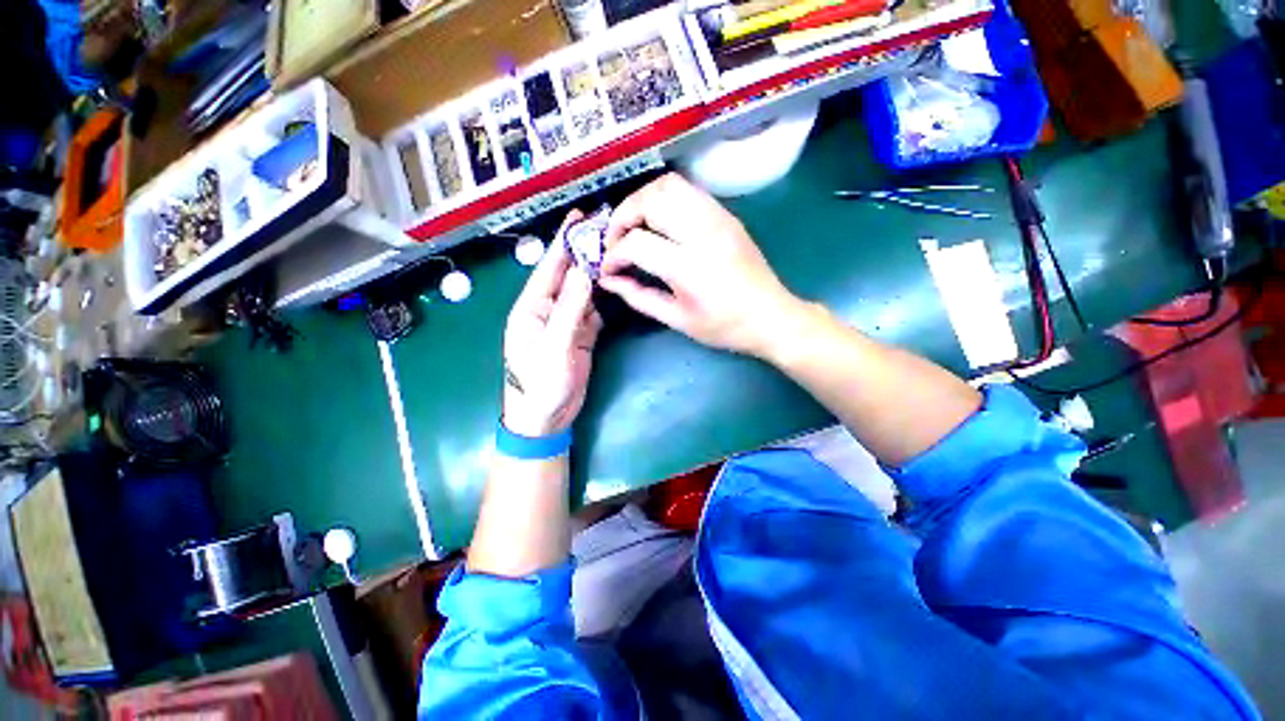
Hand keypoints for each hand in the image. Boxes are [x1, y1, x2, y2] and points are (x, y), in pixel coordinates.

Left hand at [502, 212, 602, 436]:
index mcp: (532, 307)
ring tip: (615, 254)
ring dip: (596, 275)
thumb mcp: (554, 345)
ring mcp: (565, 323)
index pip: (549, 267)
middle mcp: (548, 309)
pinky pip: (593, 312)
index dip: (564, 242)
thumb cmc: (540, 383)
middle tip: (606, 230)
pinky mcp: (580, 336)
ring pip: (583, 292)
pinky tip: (615, 287)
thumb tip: (586, 270)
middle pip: (567, 276)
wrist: (546, 418)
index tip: (579, 218)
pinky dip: (603, 300)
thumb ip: (571, 308)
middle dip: (583, 253)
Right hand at [599, 173, 801, 356]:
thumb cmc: (723, 326)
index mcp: (689, 267)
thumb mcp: (677, 320)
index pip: (636, 243)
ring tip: (634, 225)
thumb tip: (608, 280)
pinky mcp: (726, 214)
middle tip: (616, 240)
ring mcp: (718, 218)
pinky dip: (664, 198)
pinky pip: (688, 190)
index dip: (613, 255)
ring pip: (668, 185)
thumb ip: (638, 297)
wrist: (770, 316)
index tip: (608, 268)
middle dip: (622, 217)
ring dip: (642, 200)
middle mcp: (702, 233)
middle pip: (650, 201)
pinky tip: (659, 221)